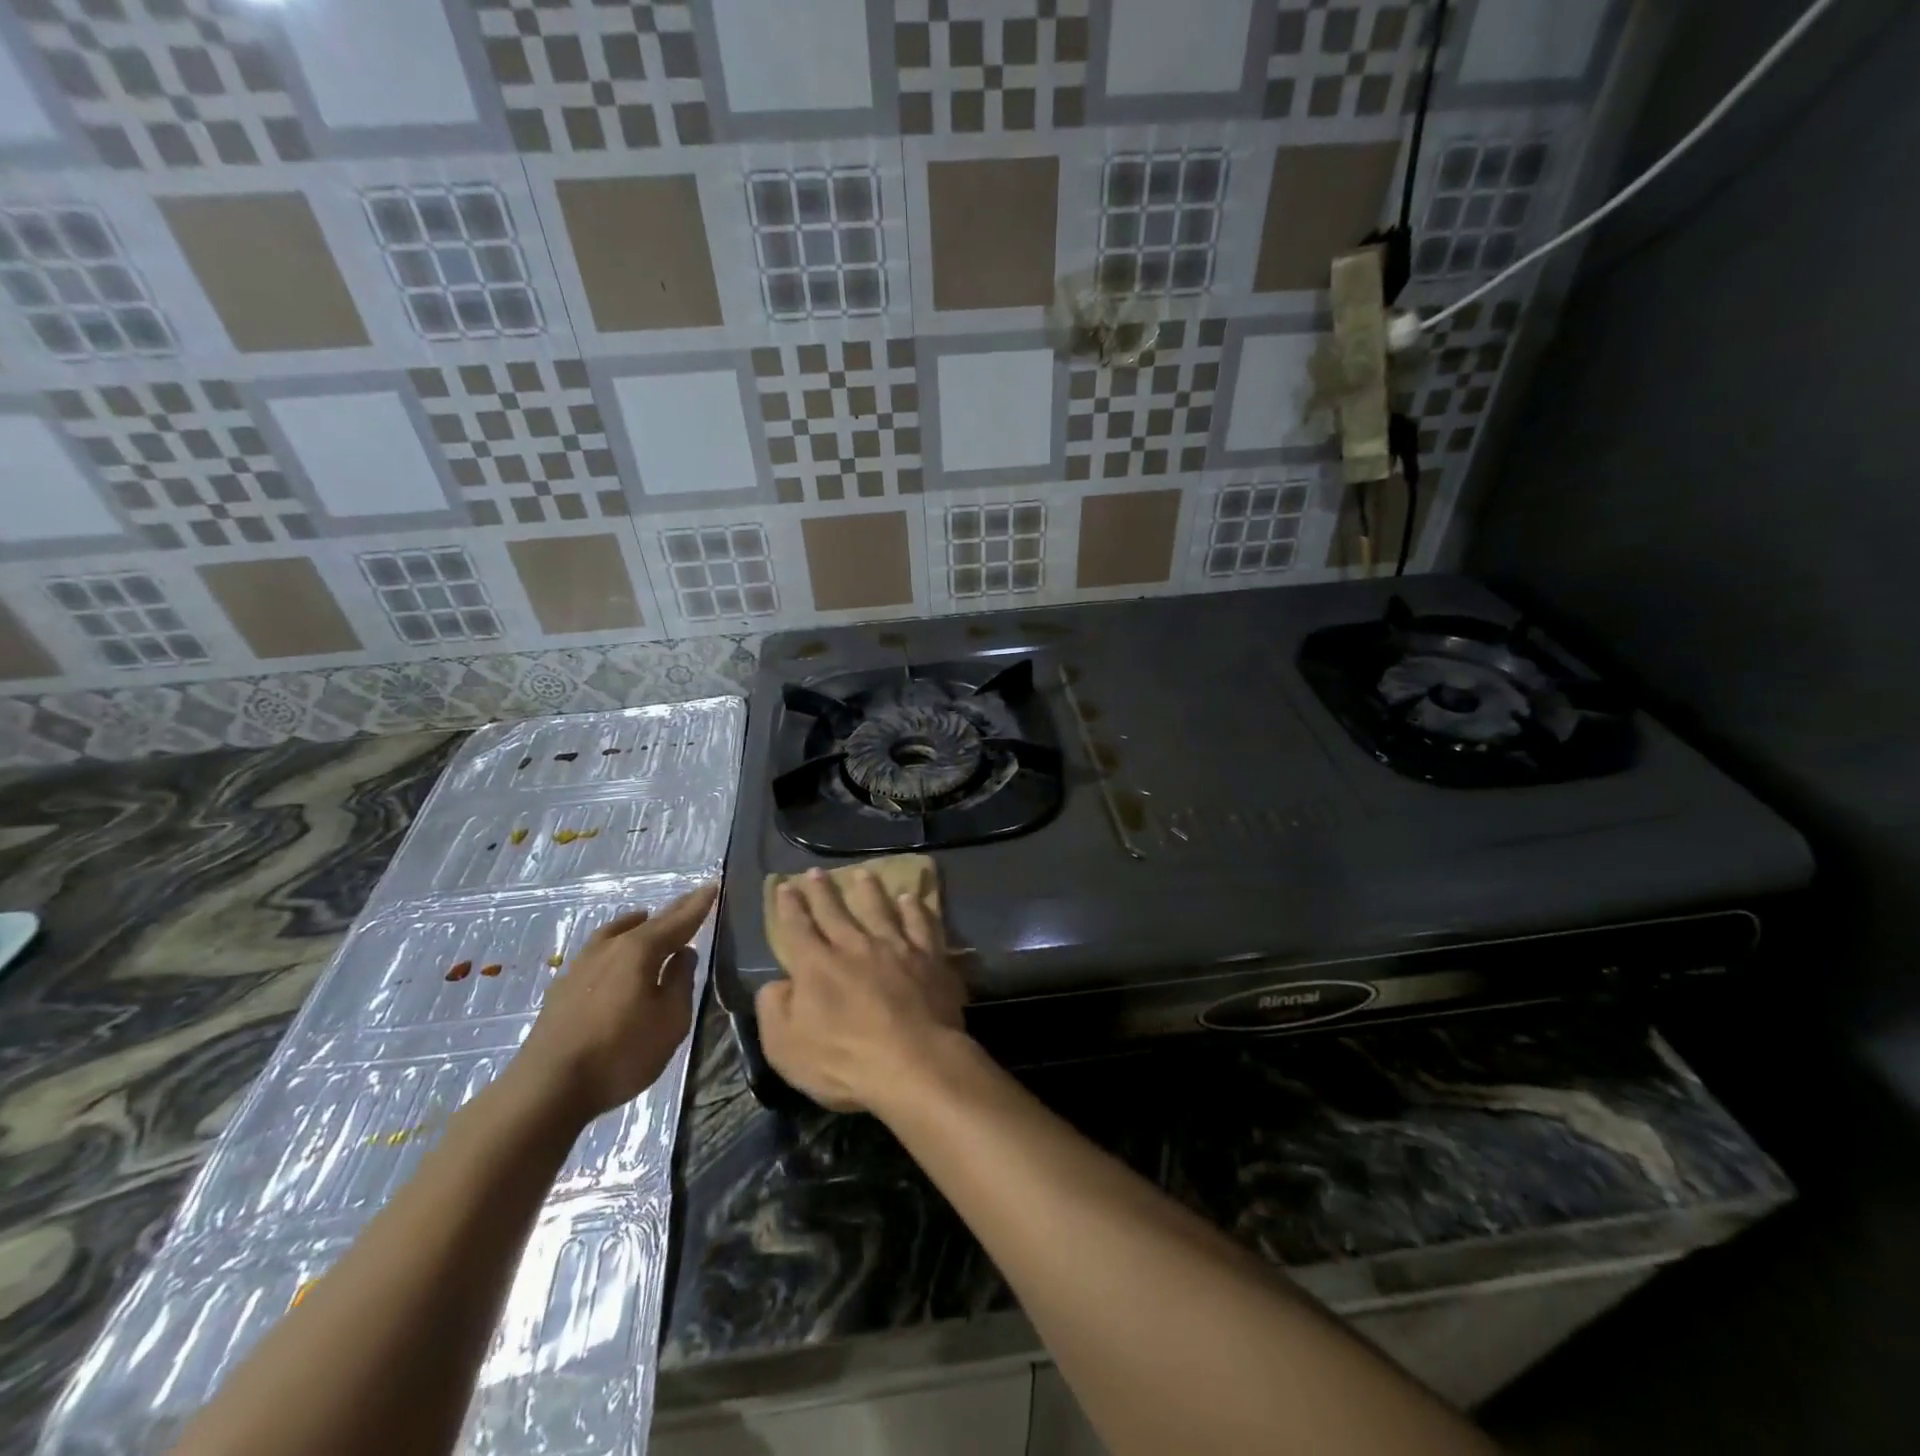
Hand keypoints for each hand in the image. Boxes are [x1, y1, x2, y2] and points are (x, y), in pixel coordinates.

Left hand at [511, 883, 716, 1125]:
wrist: (547, 1088)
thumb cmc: (620, 1053)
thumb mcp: (670, 1021)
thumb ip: (680, 982)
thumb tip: (684, 955)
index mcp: (641, 951)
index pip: (679, 921)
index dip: (698, 906)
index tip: (713, 886)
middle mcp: (611, 948)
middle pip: (649, 923)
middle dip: (674, 910)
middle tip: (693, 896)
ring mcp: (582, 965)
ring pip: (617, 933)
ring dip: (638, 923)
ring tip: (647, 917)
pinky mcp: (563, 987)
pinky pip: (598, 949)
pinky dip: (614, 941)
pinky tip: (612, 953)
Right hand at [755, 868, 970, 1112]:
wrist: (914, 1062)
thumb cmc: (844, 1061)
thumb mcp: (786, 1047)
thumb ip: (773, 1010)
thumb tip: (776, 984)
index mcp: (816, 966)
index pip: (797, 928)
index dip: (789, 907)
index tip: (786, 886)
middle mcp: (854, 946)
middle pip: (835, 912)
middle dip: (822, 891)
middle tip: (816, 872)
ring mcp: (894, 948)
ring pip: (878, 909)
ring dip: (869, 890)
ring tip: (863, 874)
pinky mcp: (929, 957)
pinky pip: (920, 924)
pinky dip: (914, 910)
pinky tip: (911, 899)